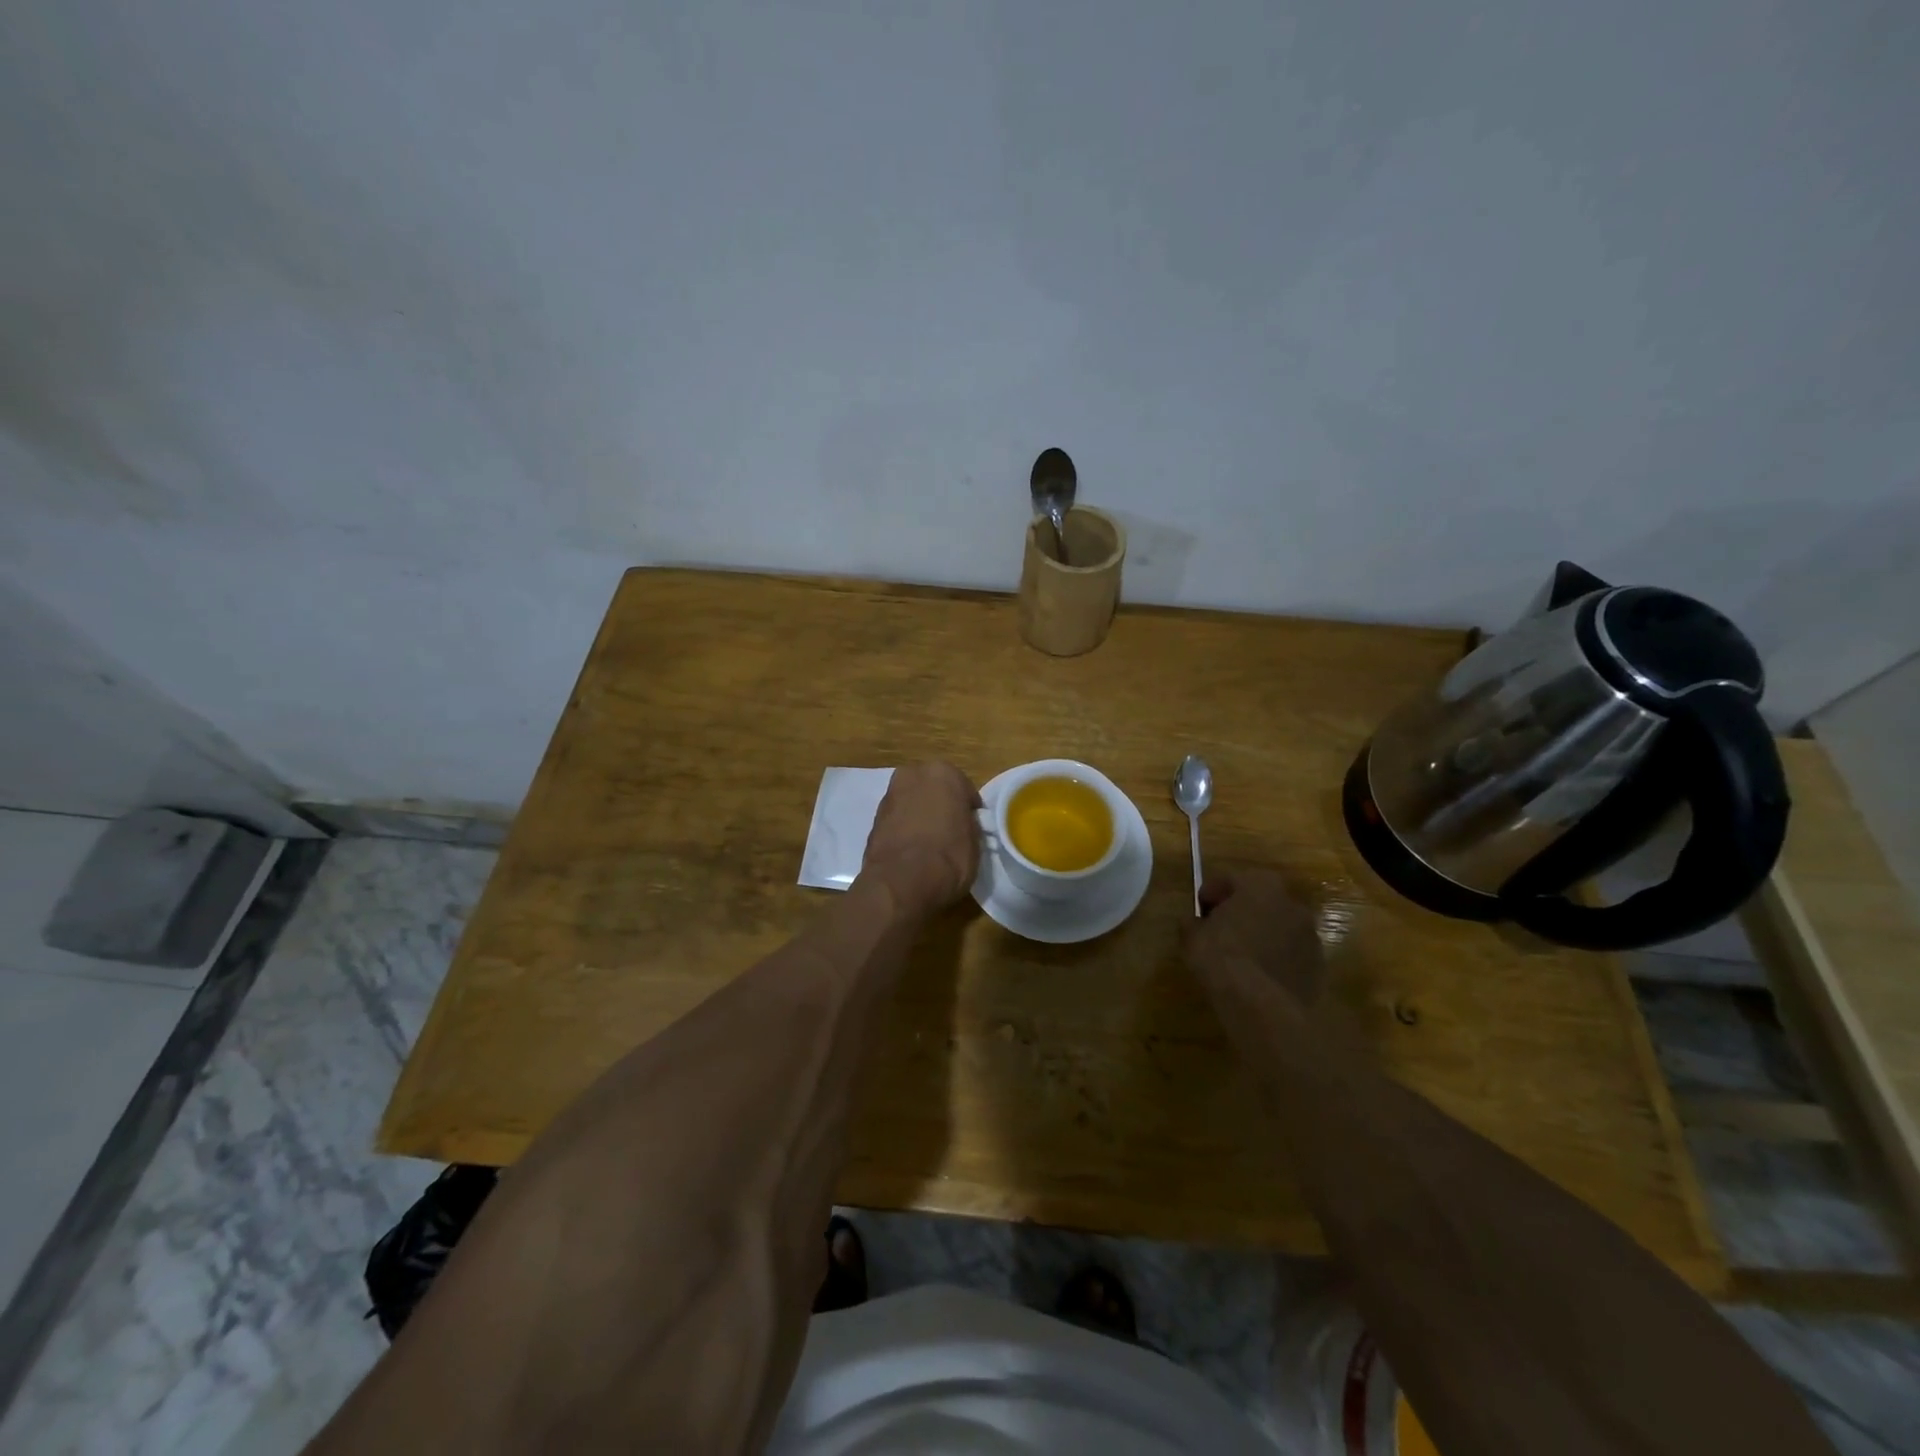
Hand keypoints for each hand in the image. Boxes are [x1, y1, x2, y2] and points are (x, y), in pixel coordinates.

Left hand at [861, 762, 981, 915]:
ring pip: (912, 801)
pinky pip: (897, 819)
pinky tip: (911, 848)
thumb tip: (961, 824)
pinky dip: (904, 828)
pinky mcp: (873, 817)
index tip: (971, 825)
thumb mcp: (975, 841)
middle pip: (933, 788)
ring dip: (919, 814)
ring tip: (929, 841)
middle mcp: (913, 774)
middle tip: (949, 829)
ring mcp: (890, 794)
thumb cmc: (948, 857)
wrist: (901, 881)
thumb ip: (967, 823)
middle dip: (940, 804)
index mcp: (943, 773)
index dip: (969, 809)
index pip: (964, 788)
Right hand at [1182, 869, 1324, 1006]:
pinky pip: (1290, 954)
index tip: (1199, 910)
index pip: (1230, 880)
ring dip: (1262, 935)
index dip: (1210, 894)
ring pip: (1279, 928)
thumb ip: (1193, 923)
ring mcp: (1310, 935)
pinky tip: (1259, 975)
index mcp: (1260, 885)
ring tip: (1242, 957)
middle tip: (1221, 930)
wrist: (1261, 1005)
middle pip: (1260, 901)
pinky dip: (1276, 959)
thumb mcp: (1192, 936)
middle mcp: (1291, 902)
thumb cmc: (1222, 957)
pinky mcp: (1318, 965)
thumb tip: (1195, 923)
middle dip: (1241, 912)